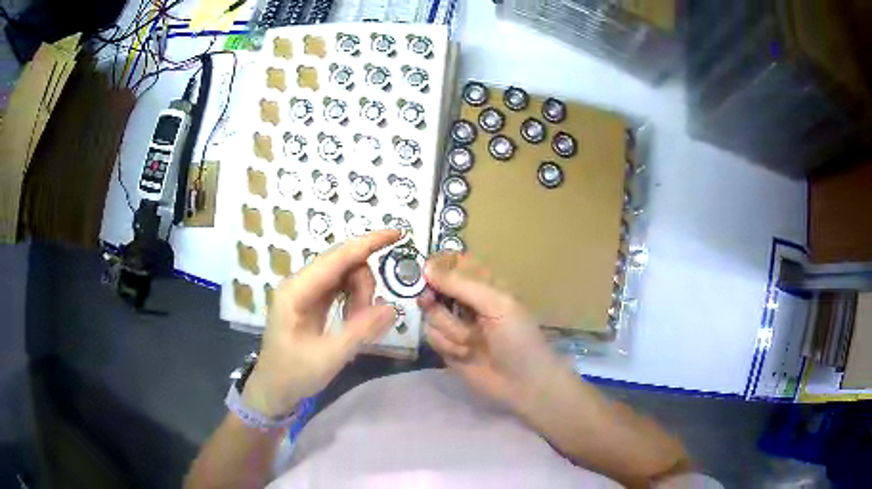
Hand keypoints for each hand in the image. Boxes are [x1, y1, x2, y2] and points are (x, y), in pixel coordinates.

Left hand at [243, 230, 400, 416]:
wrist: (273, 389)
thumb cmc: (294, 374)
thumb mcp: (329, 357)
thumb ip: (360, 331)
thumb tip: (392, 307)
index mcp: (297, 291)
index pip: (338, 257)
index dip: (369, 243)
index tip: (398, 234)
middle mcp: (300, 283)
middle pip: (345, 264)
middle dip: (364, 287)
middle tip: (367, 320)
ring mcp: (306, 291)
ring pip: (346, 276)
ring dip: (360, 296)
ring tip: (356, 327)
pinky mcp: (312, 301)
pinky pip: (341, 288)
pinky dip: (354, 301)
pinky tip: (352, 320)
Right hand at [418, 253, 567, 408]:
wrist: (522, 383)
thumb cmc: (517, 338)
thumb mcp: (496, 304)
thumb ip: (461, 285)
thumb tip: (426, 268)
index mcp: (484, 285)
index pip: (453, 265)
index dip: (437, 267)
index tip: (424, 272)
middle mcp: (466, 302)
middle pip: (434, 290)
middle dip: (435, 299)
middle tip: (430, 301)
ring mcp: (456, 326)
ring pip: (431, 316)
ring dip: (449, 329)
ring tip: (471, 343)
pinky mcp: (447, 348)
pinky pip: (432, 338)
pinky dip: (448, 346)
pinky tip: (465, 355)